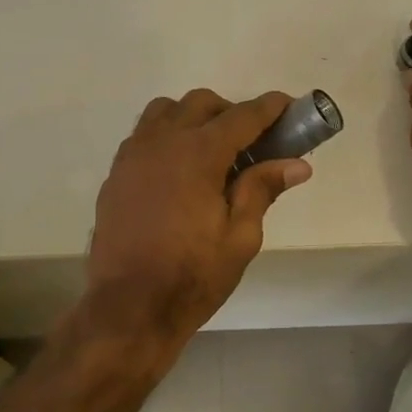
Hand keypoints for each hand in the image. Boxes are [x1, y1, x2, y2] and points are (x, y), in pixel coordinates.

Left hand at [85, 89, 311, 347]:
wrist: (129, 307)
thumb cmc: (192, 276)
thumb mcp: (240, 237)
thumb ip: (262, 190)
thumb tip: (296, 163)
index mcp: (197, 154)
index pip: (242, 116)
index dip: (269, 108)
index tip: (289, 106)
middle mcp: (161, 142)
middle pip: (200, 104)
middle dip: (231, 112)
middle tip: (252, 143)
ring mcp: (132, 156)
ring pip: (164, 112)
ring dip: (193, 118)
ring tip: (210, 152)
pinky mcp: (115, 175)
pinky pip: (143, 137)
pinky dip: (166, 138)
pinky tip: (178, 172)